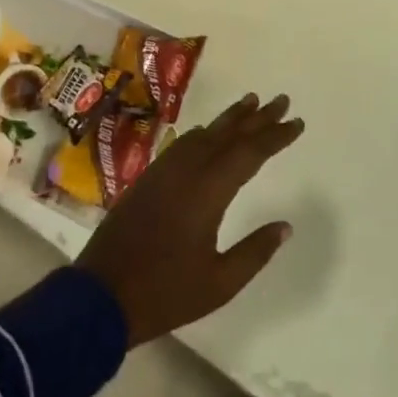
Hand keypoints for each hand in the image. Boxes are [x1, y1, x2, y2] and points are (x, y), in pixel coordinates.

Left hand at [77, 92, 304, 345]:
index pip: (251, 152)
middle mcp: (188, 170)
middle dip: (258, 116)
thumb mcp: (219, 284)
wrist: (100, 296)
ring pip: (205, 133)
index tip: (297, 122)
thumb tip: (285, 226)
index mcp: (209, 191)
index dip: (276, 136)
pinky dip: (204, 132)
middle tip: (281, 100)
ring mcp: (165, 171)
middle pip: (229, 133)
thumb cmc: (165, 293)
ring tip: (251, 103)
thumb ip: (254, 252)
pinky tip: (208, 132)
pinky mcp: (149, 177)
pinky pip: (184, 143)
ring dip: (230, 118)